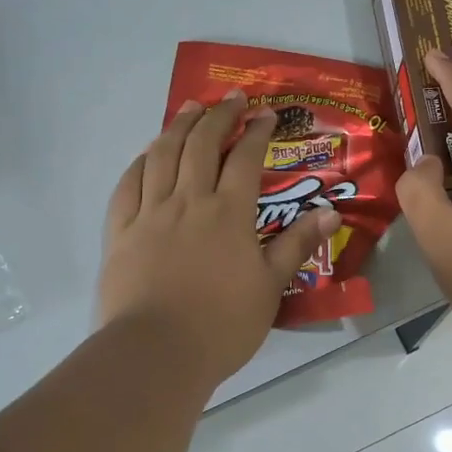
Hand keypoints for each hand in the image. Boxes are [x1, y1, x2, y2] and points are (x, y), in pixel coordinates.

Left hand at [99, 91, 340, 387]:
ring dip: (177, 126)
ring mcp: (149, 214)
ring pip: (162, 156)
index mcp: (228, 213)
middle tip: (230, 98)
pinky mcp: (120, 233)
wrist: (157, 352)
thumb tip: (331, 212)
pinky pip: (128, 186)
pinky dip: (140, 162)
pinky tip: (147, 153)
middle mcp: (188, 201)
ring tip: (189, 108)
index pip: (244, 159)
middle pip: (200, 145)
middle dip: (217, 116)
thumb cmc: (223, 325)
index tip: (266, 115)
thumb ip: (296, 245)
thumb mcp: (271, 287)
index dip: (256, 132)